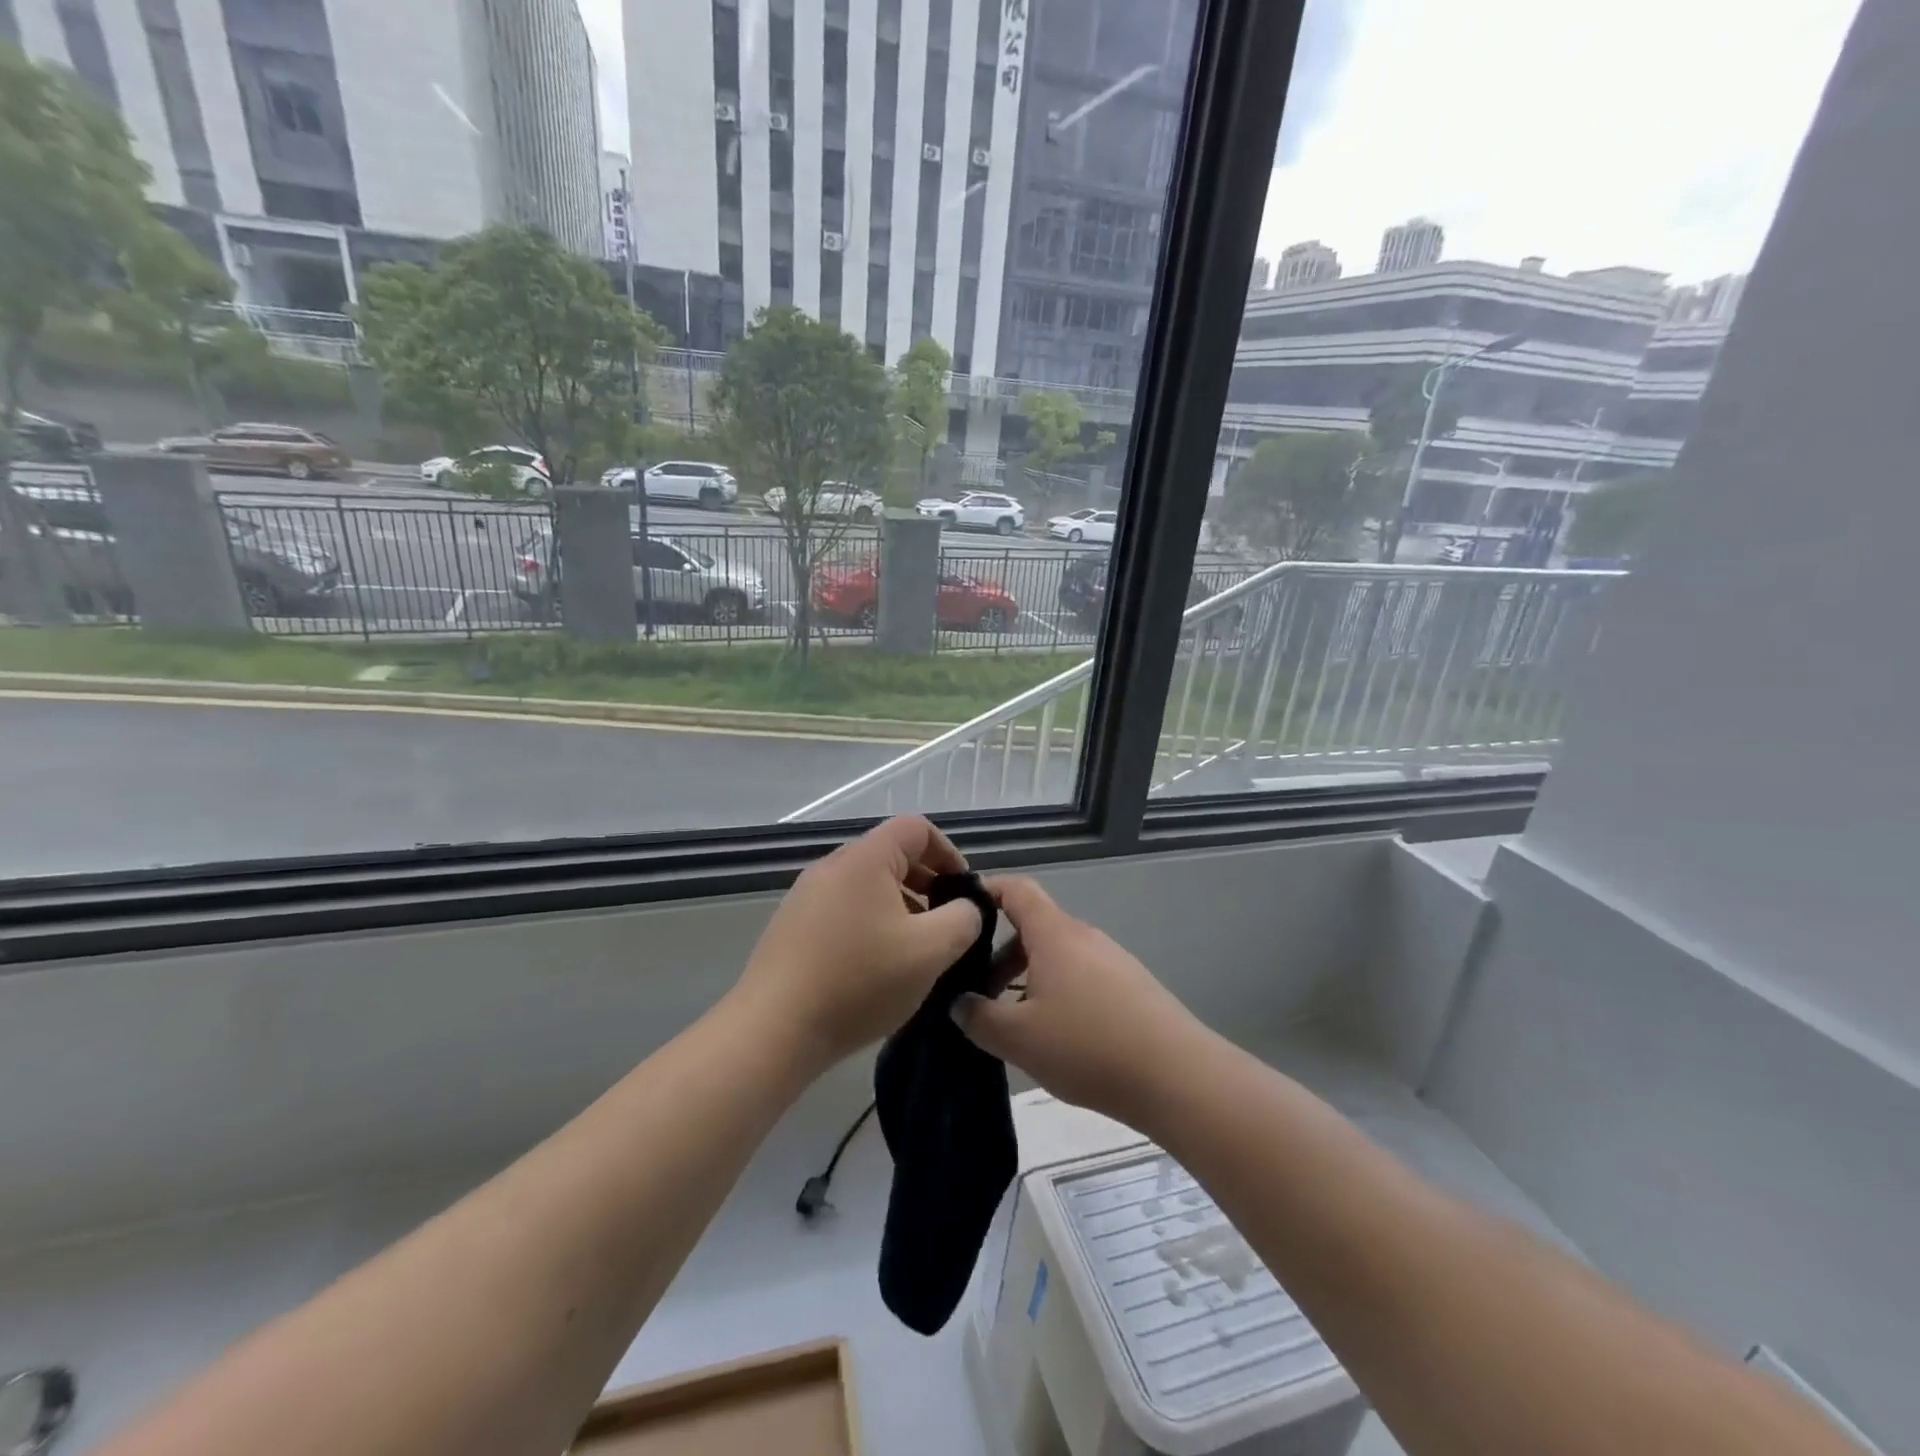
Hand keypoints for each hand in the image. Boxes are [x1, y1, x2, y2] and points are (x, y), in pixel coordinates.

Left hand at [734, 816, 983, 1069]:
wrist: (774, 1030)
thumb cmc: (859, 981)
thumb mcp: (930, 951)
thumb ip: (963, 919)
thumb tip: (964, 908)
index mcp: (865, 858)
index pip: (917, 829)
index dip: (949, 853)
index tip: (963, 892)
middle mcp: (832, 866)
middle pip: (891, 855)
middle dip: (927, 884)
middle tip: (946, 925)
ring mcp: (807, 895)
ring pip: (868, 886)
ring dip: (901, 908)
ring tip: (915, 951)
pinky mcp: (793, 926)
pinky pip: (844, 909)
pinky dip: (871, 924)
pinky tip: (877, 967)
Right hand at [952, 876, 1206, 1129]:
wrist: (1178, 1076)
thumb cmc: (1088, 1046)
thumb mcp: (1018, 1038)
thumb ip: (978, 1017)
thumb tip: (958, 1003)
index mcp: (1054, 934)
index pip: (1016, 889)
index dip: (986, 891)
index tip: (959, 912)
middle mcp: (1084, 936)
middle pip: (1034, 928)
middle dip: (1000, 955)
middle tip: (977, 993)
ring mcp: (1112, 960)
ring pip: (1057, 956)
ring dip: (1028, 979)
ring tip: (1014, 1023)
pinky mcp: (1132, 986)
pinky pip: (1082, 976)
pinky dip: (1058, 993)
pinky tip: (1057, 1037)